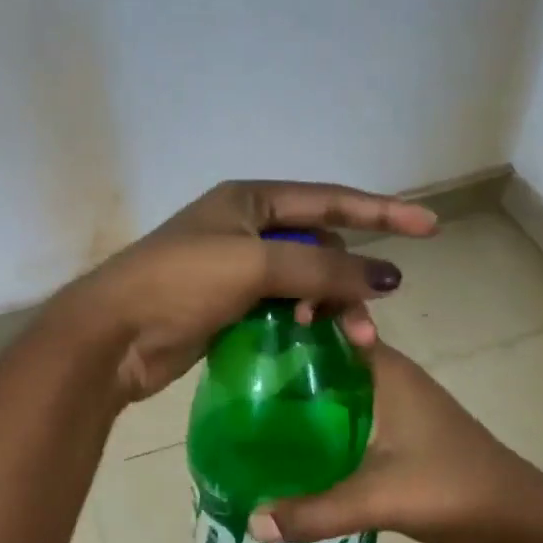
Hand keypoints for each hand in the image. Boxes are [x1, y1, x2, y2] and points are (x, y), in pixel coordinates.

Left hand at [57, 180, 436, 401]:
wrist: (112, 336)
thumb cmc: (179, 284)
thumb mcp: (254, 265)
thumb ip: (322, 270)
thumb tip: (386, 276)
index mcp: (250, 199)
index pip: (330, 201)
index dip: (381, 212)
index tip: (429, 227)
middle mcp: (245, 227)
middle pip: (319, 248)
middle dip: (347, 281)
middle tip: (366, 323)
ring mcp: (235, 268)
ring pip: (303, 282)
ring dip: (328, 307)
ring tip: (343, 340)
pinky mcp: (228, 306)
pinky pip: (282, 307)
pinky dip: (303, 322)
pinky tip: (314, 342)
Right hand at [247, 345, 542, 542]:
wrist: (519, 518)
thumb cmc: (452, 488)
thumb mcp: (379, 499)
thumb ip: (315, 512)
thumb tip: (252, 522)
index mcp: (384, 368)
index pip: (331, 320)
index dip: (290, 318)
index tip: (248, 334)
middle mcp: (388, 375)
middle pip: (326, 354)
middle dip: (284, 362)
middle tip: (237, 380)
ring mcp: (395, 402)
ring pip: (336, 385)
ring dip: (302, 395)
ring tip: (252, 412)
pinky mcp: (399, 429)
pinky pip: (348, 411)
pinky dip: (321, 420)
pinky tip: (294, 446)